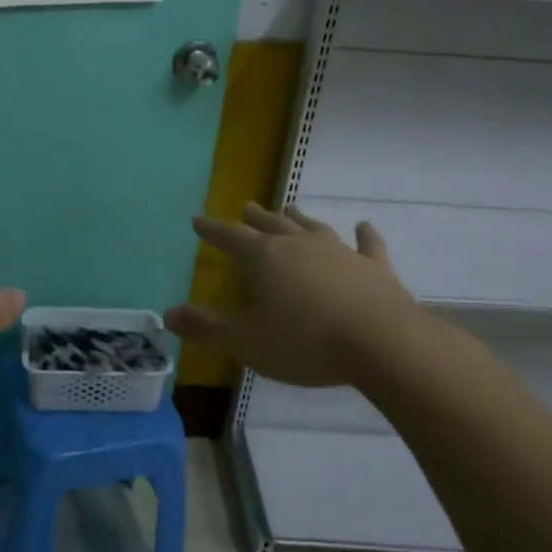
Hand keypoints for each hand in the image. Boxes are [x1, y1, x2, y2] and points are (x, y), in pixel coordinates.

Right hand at [165, 204, 433, 388]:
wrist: (383, 344)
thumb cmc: (306, 342)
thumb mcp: (246, 341)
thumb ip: (206, 327)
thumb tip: (168, 314)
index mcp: (264, 258)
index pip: (230, 238)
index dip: (212, 230)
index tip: (197, 220)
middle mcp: (299, 245)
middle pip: (271, 225)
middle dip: (254, 218)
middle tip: (245, 207)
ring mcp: (340, 252)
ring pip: (312, 227)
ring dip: (298, 218)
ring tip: (288, 208)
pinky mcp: (375, 268)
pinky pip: (367, 245)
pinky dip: (364, 235)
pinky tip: (364, 226)